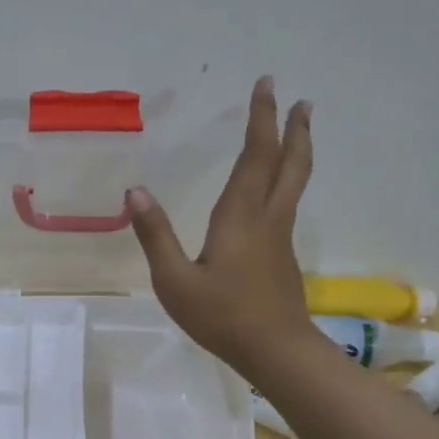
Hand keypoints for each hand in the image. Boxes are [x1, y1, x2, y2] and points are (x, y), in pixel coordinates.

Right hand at [126, 75, 314, 377]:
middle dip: (294, 129)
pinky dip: (287, 180)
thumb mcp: (175, 280)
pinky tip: (275, 190)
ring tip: (299, 132)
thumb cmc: (222, 316)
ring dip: (297, 152)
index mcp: (240, 216)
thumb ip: (155, 235)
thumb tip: (134, 192)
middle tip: (303, 101)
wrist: (276, 352)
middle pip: (289, 164)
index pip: (255, 156)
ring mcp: (280, 238)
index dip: (261, 119)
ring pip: (294, 183)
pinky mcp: (283, 256)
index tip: (267, 86)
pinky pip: (287, 203)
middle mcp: (267, 218)